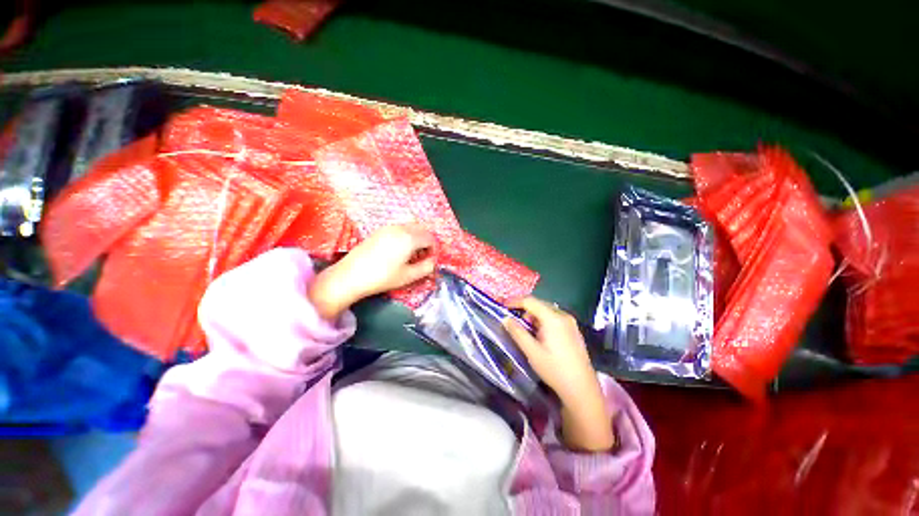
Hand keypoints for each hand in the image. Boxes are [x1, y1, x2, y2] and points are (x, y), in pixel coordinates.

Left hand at [309, 225, 435, 319]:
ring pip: (410, 228)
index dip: (434, 249)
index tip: (429, 261)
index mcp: (410, 238)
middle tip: (422, 257)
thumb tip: (433, 261)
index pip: (430, 238)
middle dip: (426, 242)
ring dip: (416, 238)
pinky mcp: (379, 231)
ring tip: (410, 255)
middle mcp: (400, 228)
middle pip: (421, 229)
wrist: (351, 275)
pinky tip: (398, 251)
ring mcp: (388, 228)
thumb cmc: (383, 277)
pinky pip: (399, 229)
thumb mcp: (408, 276)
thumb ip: (426, 267)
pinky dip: (405, 236)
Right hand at [504, 297, 614, 451]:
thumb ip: (517, 332)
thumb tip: (505, 319)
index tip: (503, 307)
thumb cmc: (554, 369)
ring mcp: (571, 322)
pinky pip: (554, 318)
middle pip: (539, 304)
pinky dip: (543, 322)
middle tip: (514, 322)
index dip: (515, 302)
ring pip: (547, 311)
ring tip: (527, 332)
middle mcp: (563, 315)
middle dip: (524, 310)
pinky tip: (541, 336)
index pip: (530, 301)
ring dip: (534, 317)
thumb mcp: (532, 351)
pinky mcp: (574, 330)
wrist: (582, 389)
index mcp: (553, 318)